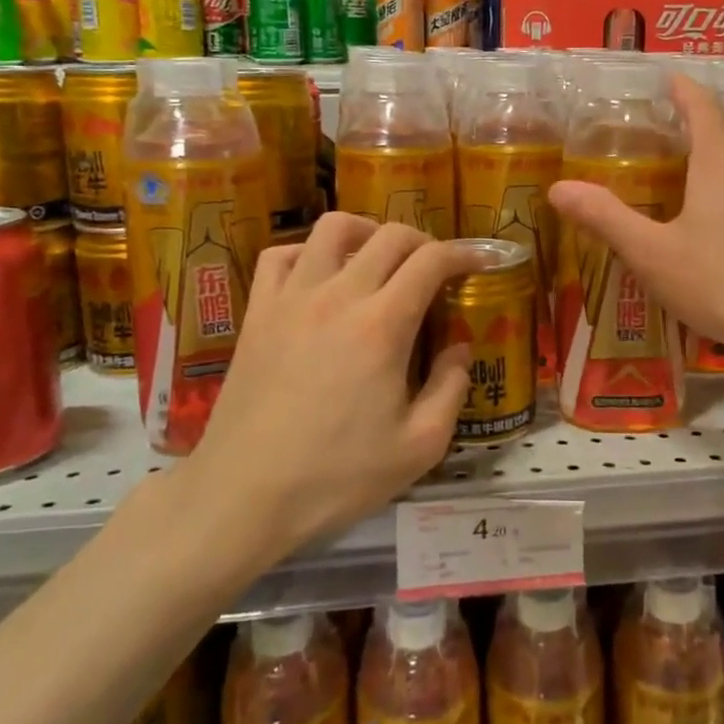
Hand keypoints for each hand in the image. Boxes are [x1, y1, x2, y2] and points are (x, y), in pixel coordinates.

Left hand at [172, 214, 478, 565]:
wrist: (243, 495)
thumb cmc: (336, 477)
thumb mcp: (419, 447)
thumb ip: (451, 389)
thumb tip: (459, 349)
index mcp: (383, 326)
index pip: (431, 261)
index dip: (464, 253)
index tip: (480, 262)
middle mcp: (338, 296)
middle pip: (389, 236)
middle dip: (424, 242)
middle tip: (436, 268)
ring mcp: (291, 298)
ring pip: (332, 228)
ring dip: (367, 232)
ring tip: (379, 257)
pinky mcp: (258, 312)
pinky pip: (281, 255)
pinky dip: (308, 251)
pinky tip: (320, 275)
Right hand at [547, 74, 723, 369]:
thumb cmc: (720, 282)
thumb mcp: (652, 254)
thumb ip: (606, 218)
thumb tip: (559, 188)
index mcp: (718, 167)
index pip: (701, 111)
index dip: (684, 90)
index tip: (670, 77)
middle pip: (719, 146)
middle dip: (690, 143)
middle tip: (659, 154)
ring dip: (712, 180)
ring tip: (686, 201)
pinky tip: (722, 244)